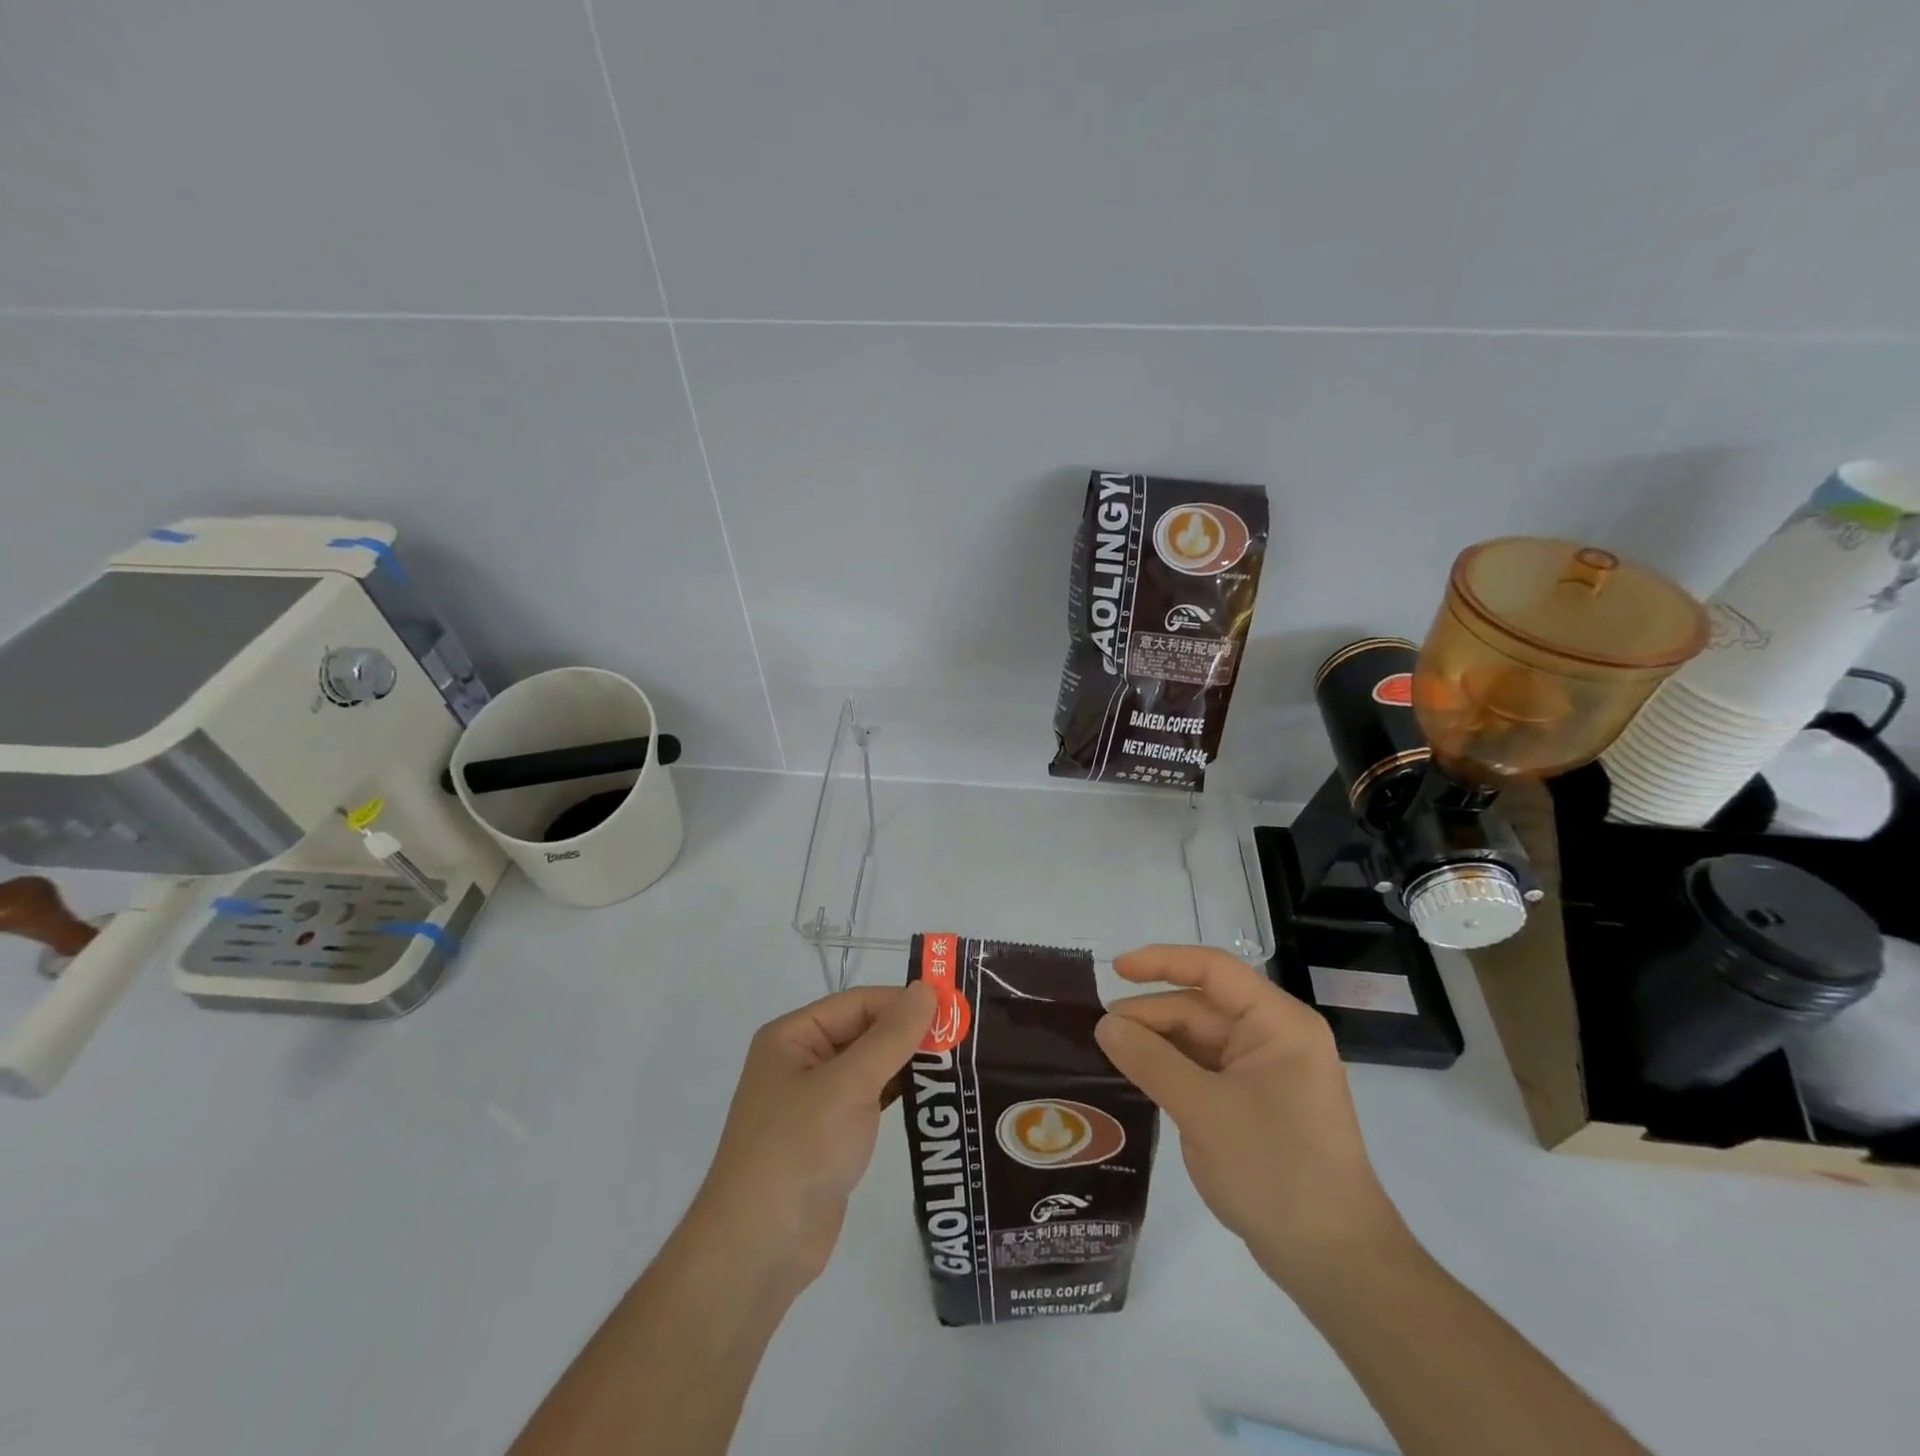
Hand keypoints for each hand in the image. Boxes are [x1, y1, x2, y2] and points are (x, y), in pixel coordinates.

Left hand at [690, 981, 935, 1294]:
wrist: (759, 1250)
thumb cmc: (799, 1149)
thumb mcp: (849, 1085)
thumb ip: (892, 1036)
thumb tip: (927, 988)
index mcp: (793, 1036)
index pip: (859, 1003)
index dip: (904, 1002)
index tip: (954, 1009)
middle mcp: (801, 1060)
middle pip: (864, 1031)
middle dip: (910, 1033)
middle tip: (964, 1036)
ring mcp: (814, 1101)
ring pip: (870, 1066)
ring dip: (908, 1064)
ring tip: (959, 1062)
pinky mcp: (830, 1136)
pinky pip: (870, 1100)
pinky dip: (899, 1094)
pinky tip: (933, 1095)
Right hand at [1094, 946, 1406, 1289]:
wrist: (1335, 1263)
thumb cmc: (1276, 1172)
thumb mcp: (1203, 1111)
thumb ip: (1150, 1061)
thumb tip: (1105, 1024)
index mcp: (1278, 1023)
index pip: (1213, 970)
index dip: (1161, 961)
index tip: (1115, 969)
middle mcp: (1275, 1037)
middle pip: (1201, 1007)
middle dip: (1152, 1015)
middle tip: (1099, 1033)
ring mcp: (1267, 1073)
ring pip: (1200, 1040)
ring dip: (1157, 1044)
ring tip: (1109, 1054)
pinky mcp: (1256, 1104)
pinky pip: (1206, 1070)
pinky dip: (1172, 1071)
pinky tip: (1138, 1078)